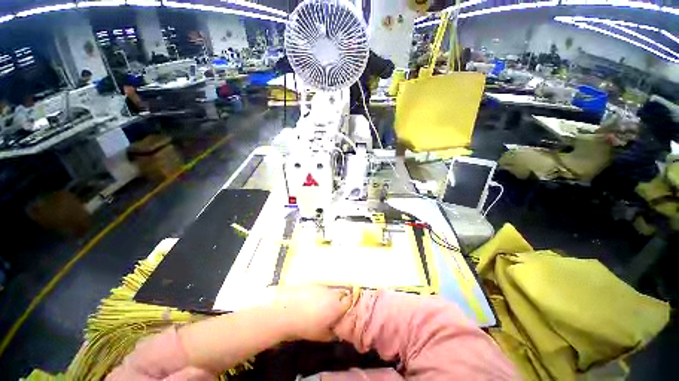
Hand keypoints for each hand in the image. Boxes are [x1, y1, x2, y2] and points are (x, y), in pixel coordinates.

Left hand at [272, 286, 351, 341]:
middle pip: (342, 294)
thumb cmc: (306, 326)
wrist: (286, 310)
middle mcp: (332, 293)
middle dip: (341, 301)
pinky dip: (320, 295)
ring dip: (330, 298)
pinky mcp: (312, 284)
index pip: (351, 301)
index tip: (347, 313)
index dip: (350, 306)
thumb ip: (333, 334)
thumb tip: (338, 332)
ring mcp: (322, 287)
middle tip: (335, 312)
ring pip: (331, 291)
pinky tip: (312, 303)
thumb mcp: (321, 336)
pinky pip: (321, 289)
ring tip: (322, 308)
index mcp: (337, 305)